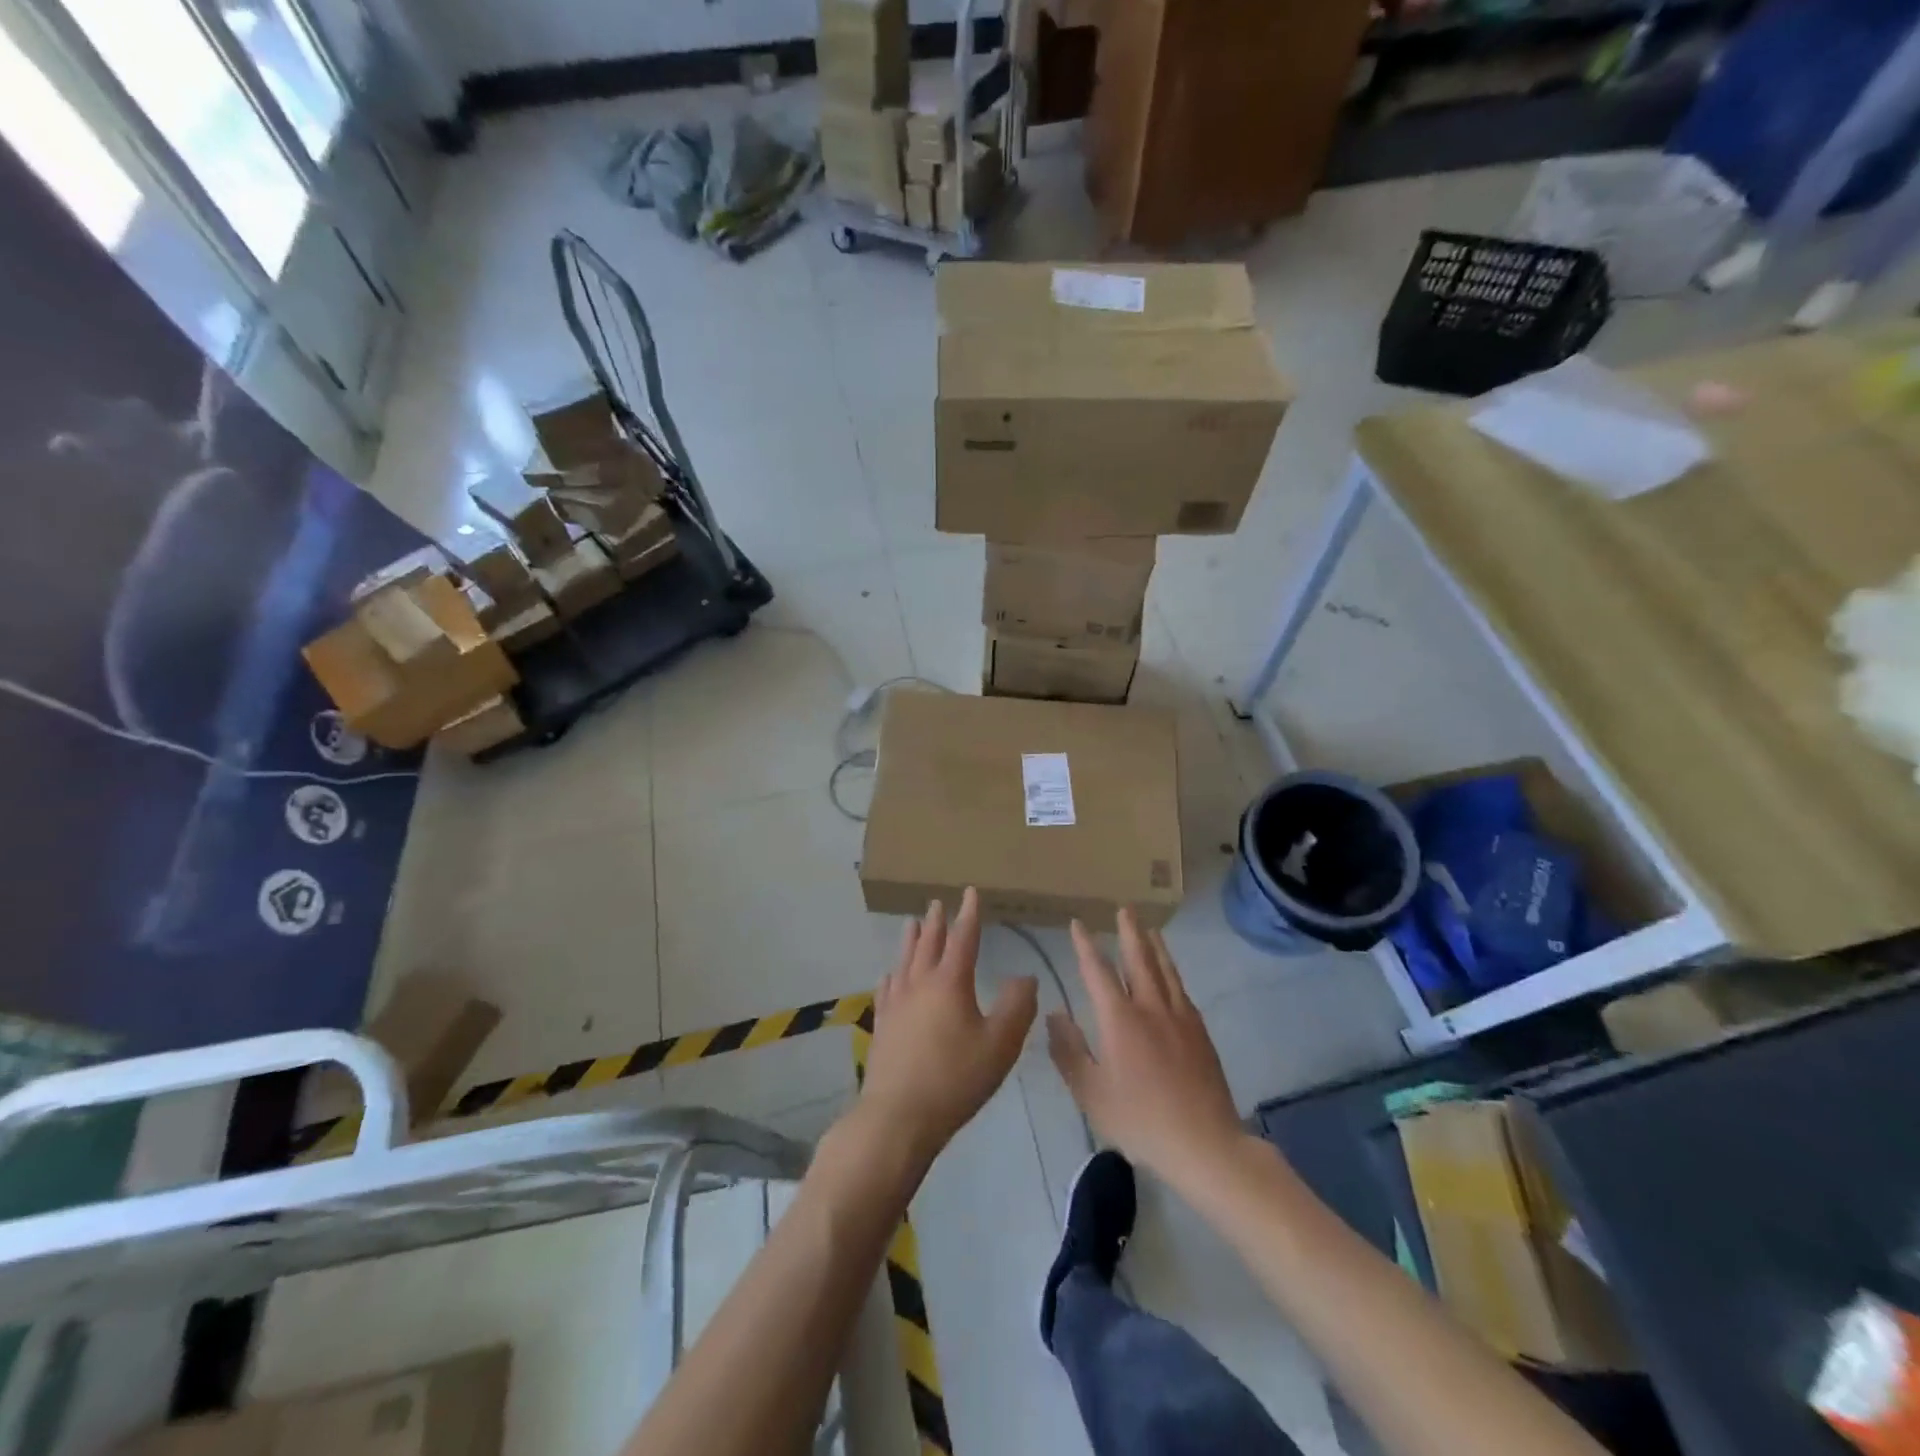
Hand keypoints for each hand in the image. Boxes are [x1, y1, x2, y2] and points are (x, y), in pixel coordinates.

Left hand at [861, 888, 1037, 1162]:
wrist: (898, 1116)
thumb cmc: (956, 1078)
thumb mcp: (1000, 1044)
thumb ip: (1017, 1007)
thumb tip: (1025, 976)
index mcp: (950, 983)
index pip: (963, 938)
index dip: (969, 914)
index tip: (970, 892)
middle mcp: (920, 984)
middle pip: (928, 944)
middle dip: (936, 922)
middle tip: (937, 903)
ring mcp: (897, 1004)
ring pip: (904, 961)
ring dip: (911, 940)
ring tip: (911, 923)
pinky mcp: (882, 1025)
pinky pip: (887, 989)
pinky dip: (892, 975)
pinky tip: (890, 975)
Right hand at [1048, 909, 1244, 1185]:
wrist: (1205, 1144)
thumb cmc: (1140, 1120)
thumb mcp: (1091, 1093)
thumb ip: (1069, 1051)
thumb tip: (1055, 1014)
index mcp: (1120, 1019)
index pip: (1098, 971)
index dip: (1086, 946)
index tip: (1078, 923)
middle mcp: (1151, 1008)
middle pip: (1138, 959)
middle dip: (1129, 932)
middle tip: (1124, 909)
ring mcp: (1180, 1018)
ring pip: (1165, 970)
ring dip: (1154, 946)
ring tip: (1149, 929)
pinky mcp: (1200, 1033)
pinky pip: (1182, 990)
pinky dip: (1172, 973)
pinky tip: (1171, 976)